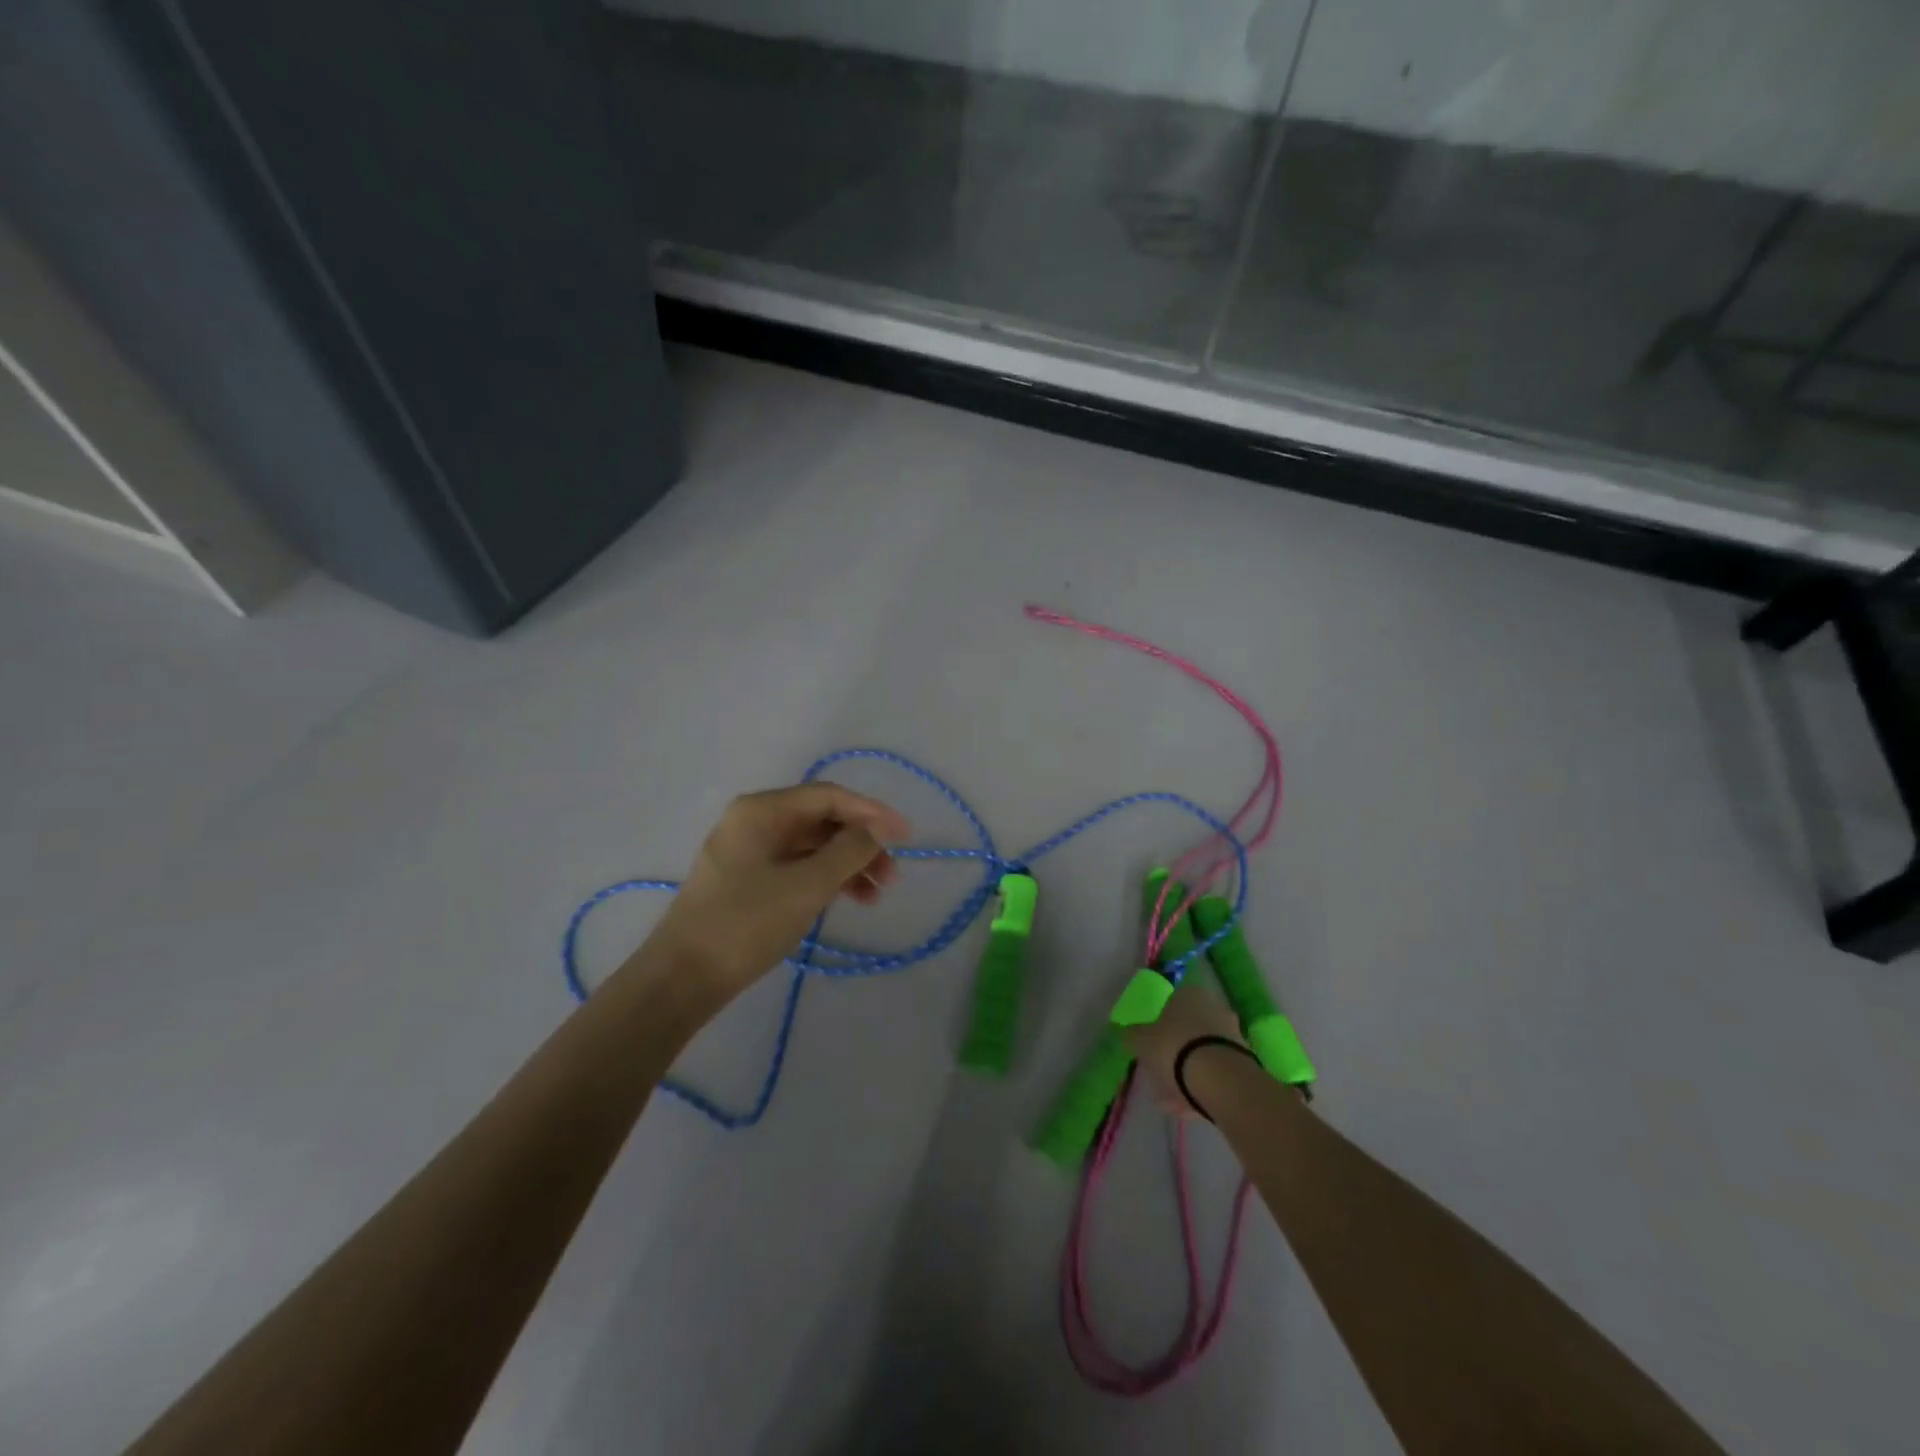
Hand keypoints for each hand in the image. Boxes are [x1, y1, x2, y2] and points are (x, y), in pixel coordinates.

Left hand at [648, 783, 910, 1000]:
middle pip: (821, 820)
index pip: (829, 797)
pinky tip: (848, 900)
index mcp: (762, 810)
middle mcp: (754, 821)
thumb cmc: (746, 924)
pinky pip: (796, 867)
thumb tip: (879, 826)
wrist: (682, 978)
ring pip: (811, 846)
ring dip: (846, 865)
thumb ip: (849, 850)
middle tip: (892, 875)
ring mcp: (748, 851)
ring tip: (876, 895)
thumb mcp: (807, 885)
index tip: (906, 836)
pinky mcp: (747, 880)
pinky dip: (824, 880)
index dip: (872, 813)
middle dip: (861, 843)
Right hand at [1123, 977, 1245, 1117]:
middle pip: (1188, 1032)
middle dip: (1173, 1055)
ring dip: (1186, 1076)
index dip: (1158, 1027)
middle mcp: (1214, 1008)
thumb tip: (1128, 1032)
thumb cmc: (1174, 1048)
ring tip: (1170, 1102)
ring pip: (1202, 1056)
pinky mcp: (1244, 1064)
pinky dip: (1202, 1088)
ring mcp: (1232, 1036)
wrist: (1221, 1080)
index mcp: (1189, 994)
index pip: (1170, 1005)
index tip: (1150, 1047)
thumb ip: (1133, 1035)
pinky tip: (1188, 1108)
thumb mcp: (1141, 1041)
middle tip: (1159, 1076)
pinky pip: (1216, 1075)